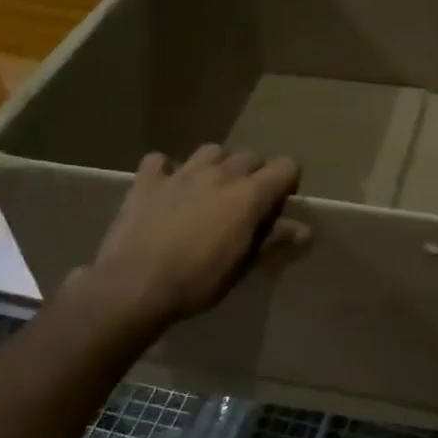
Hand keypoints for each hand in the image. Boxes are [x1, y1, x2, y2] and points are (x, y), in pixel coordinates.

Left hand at [74, 145, 304, 336]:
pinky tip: (167, 189)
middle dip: (254, 175)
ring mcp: (182, 173)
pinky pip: (161, 161)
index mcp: (249, 195)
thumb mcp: (242, 267)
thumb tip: (305, 231)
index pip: (287, 166)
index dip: (288, 183)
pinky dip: (167, 170)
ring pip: (212, 151)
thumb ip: (273, 241)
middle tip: (244, 205)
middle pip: (251, 157)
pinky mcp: (148, 180)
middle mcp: (220, 174)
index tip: (278, 206)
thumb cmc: (196, 282)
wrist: (133, 287)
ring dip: (217, 166)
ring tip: (210, 191)